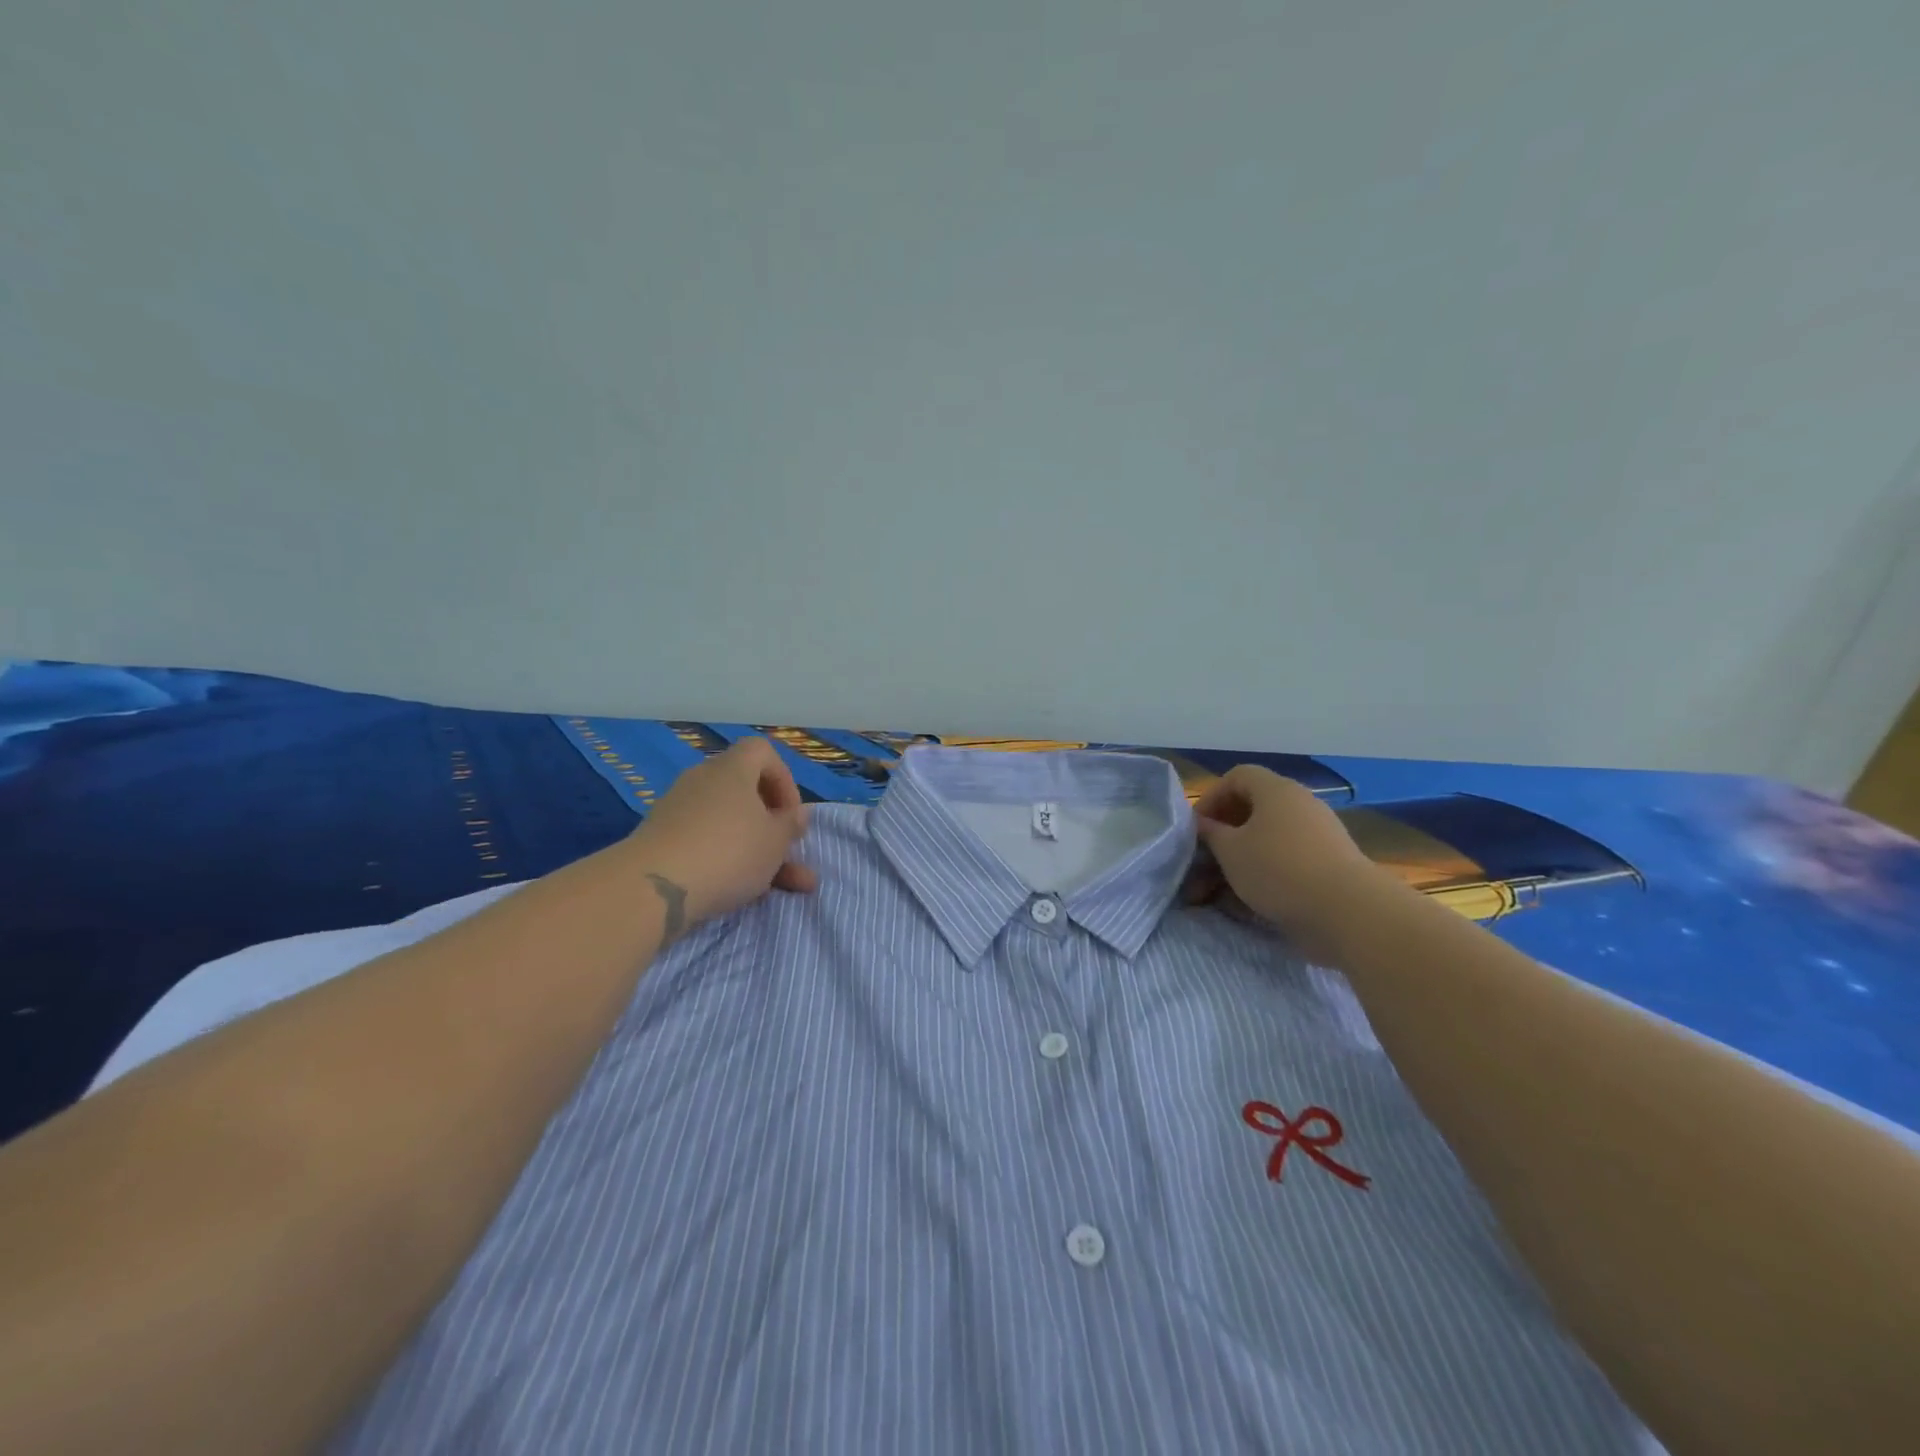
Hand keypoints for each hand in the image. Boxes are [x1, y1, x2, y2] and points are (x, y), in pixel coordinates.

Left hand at [622, 737, 817, 938]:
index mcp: (732, 769)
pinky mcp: (660, 841)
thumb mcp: (775, 841)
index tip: (792, 815)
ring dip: (755, 852)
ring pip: (728, 825)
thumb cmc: (729, 851)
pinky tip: (740, 893)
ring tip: (782, 888)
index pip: (762, 752)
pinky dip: (725, 862)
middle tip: (788, 852)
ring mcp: (677, 810)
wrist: (653, 887)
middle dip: (771, 826)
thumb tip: (795, 813)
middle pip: (745, 793)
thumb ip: (790, 824)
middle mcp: (702, 780)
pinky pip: (704, 843)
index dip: (784, 779)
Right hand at [1187, 765, 1391, 961]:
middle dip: (1225, 832)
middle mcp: (1300, 804)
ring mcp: (1319, 834)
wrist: (1348, 911)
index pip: (1237, 777)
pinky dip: (1267, 872)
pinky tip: (1251, 899)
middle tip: (1207, 857)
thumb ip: (1211, 834)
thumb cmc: (1278, 869)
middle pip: (1254, 807)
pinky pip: (1288, 858)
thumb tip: (1202, 825)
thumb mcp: (1230, 851)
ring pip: (1270, 837)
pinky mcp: (1329, 863)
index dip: (1212, 797)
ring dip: (1243, 856)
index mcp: (1276, 790)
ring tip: (1223, 885)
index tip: (1197, 828)